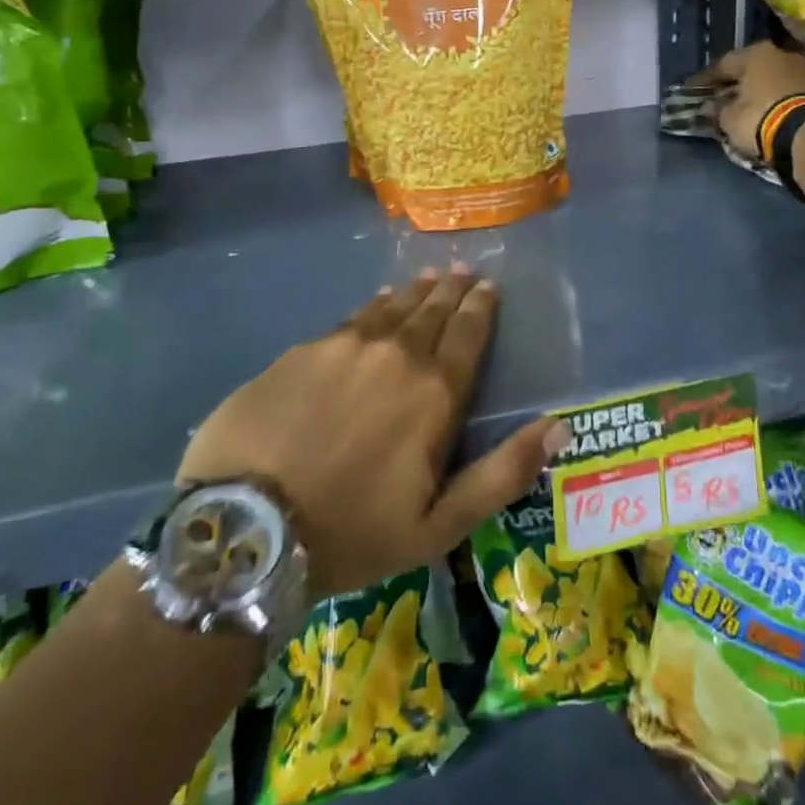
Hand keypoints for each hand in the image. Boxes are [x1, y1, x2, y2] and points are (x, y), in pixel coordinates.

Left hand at [176, 267, 561, 598]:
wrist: (245, 529)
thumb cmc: (352, 533)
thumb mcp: (440, 525)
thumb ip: (503, 472)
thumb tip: (559, 425)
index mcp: (433, 392)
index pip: (468, 334)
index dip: (482, 307)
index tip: (490, 286)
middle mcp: (394, 354)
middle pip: (432, 311)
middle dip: (452, 290)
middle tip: (463, 271)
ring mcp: (343, 346)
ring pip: (390, 308)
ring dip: (413, 292)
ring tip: (427, 277)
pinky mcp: (300, 351)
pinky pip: (350, 320)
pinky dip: (372, 308)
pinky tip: (374, 304)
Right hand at [693, 41, 804, 158]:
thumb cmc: (760, 118)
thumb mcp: (730, 118)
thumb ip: (717, 109)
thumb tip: (709, 106)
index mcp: (755, 54)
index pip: (723, 64)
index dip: (706, 80)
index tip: (693, 90)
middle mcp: (779, 54)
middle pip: (749, 68)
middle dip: (734, 82)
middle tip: (719, 95)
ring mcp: (801, 69)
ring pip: (769, 77)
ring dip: (755, 90)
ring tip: (742, 105)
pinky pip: (785, 90)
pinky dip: (772, 98)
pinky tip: (763, 110)